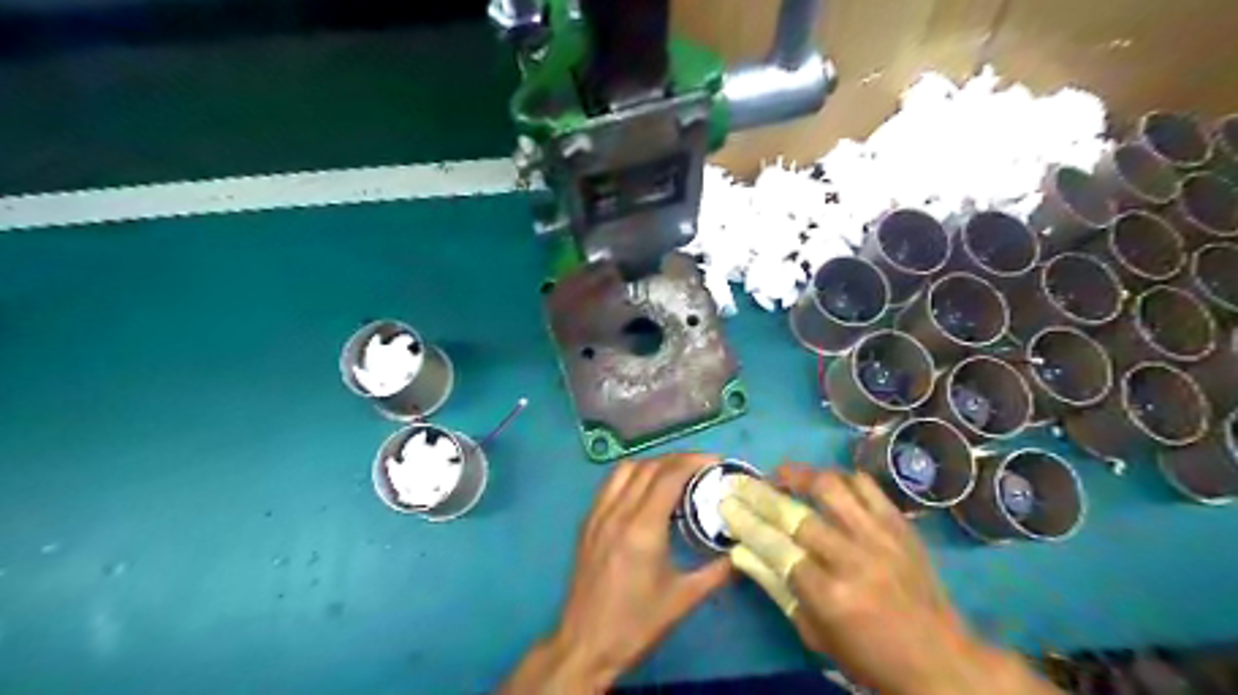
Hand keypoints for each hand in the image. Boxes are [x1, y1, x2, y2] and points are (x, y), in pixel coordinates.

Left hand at [498, 452, 733, 691]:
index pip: (669, 476)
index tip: (716, 463)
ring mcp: (598, 515)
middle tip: (702, 467)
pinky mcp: (587, 523)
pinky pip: (610, 484)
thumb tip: (744, 552)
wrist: (586, 644)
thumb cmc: (637, 624)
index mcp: (643, 528)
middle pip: (648, 467)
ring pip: (625, 469)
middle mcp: (618, 512)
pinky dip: (632, 475)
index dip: (694, 462)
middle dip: (678, 459)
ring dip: (653, 463)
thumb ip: (718, 571)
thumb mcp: (684, 598)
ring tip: (675, 473)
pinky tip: (645, 490)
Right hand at [722, 464, 1057, 694]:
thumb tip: (739, 551)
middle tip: (740, 481)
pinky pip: (866, 485)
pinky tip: (826, 484)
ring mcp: (880, 537)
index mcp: (829, 595)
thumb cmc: (870, 657)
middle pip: (796, 513)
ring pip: (832, 487)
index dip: (746, 521)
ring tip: (780, 474)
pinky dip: (840, 478)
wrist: (942, 661)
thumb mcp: (815, 634)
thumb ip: (776, 587)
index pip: (775, 546)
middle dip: (760, 492)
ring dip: (799, 475)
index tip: (726, 502)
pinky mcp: (901, 525)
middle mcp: (853, 559)